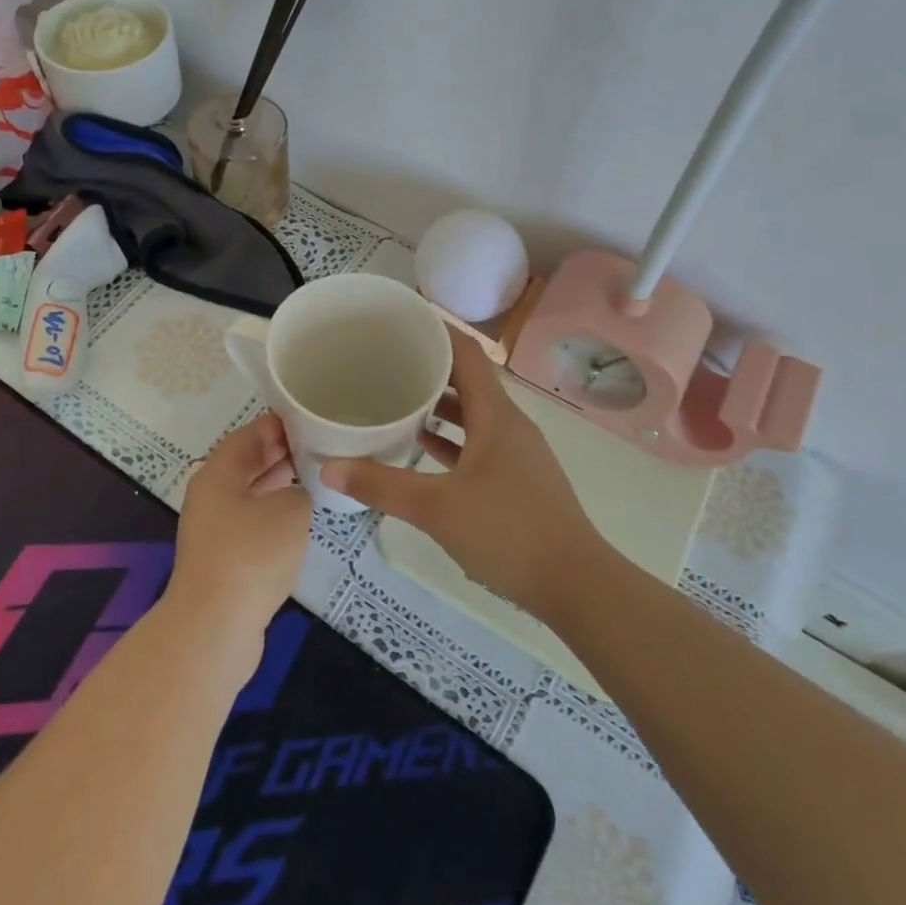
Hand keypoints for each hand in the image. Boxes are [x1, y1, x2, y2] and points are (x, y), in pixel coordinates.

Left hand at [167, 414, 312, 642]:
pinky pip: (252, 524)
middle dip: (281, 453)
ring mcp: (214, 530)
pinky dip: (274, 515)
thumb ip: (300, 491)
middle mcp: (211, 496)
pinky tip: (299, 520)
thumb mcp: (290, 510)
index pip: (249, 435)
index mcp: (218, 474)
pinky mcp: (223, 560)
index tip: (310, 418)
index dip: (279, 424)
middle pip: (247, 464)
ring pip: (250, 494)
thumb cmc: (252, 554)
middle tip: (319, 445)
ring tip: (316, 476)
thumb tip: (296, 494)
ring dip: (279, 484)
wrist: (215, 626)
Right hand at [322, 331, 602, 619]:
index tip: (401, 320)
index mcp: (496, 415)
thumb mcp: (437, 507)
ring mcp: (517, 453)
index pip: (466, 353)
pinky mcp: (518, 480)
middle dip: (429, 368)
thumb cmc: (508, 531)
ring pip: (473, 415)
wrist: (576, 584)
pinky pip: (479, 444)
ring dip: (439, 406)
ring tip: (397, 401)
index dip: (437, 330)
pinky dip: (452, 439)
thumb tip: (329, 467)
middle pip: (468, 381)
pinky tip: (424, 450)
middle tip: (385, 361)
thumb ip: (382, 485)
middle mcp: (510, 425)